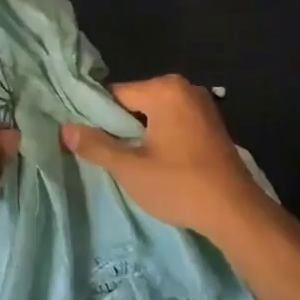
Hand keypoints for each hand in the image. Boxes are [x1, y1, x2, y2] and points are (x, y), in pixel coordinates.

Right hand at [61, 75, 285, 250]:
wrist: (235, 211)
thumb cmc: (179, 185)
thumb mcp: (130, 168)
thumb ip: (95, 146)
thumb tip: (65, 129)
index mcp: (165, 89)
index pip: (115, 95)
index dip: (98, 118)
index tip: (88, 142)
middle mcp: (185, 88)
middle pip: (136, 102)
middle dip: (120, 127)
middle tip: (109, 157)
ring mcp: (203, 105)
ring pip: (155, 115)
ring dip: (141, 135)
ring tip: (130, 162)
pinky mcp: (212, 125)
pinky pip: (175, 123)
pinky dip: (162, 138)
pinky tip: (156, 163)